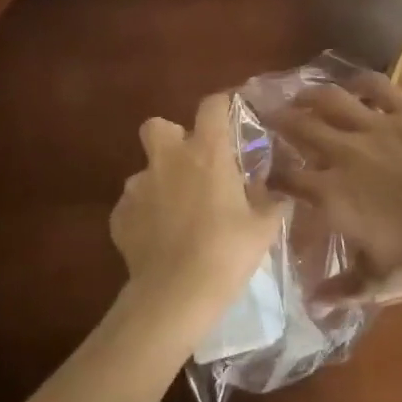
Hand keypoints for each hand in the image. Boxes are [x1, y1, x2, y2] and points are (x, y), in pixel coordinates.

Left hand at [109, 93, 283, 329]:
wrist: (175, 295)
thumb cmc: (227, 253)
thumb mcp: (263, 228)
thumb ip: (272, 204)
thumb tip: (281, 195)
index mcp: (207, 152)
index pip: (211, 106)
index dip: (220, 107)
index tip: (228, 117)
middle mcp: (168, 159)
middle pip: (158, 125)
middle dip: (170, 137)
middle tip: (190, 163)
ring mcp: (138, 186)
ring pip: (144, 170)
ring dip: (159, 183)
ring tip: (175, 213)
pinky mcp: (119, 215)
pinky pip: (132, 205)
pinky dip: (144, 216)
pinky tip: (158, 240)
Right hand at [268, 70, 401, 306]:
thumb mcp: (377, 283)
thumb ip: (340, 290)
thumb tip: (312, 301)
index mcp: (331, 193)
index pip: (285, 176)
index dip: (270, 172)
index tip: (264, 170)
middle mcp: (344, 153)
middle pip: (298, 126)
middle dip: (277, 119)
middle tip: (266, 113)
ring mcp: (375, 127)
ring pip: (330, 98)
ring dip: (309, 94)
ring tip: (301, 95)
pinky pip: (377, 86)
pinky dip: (361, 81)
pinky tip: (354, 84)